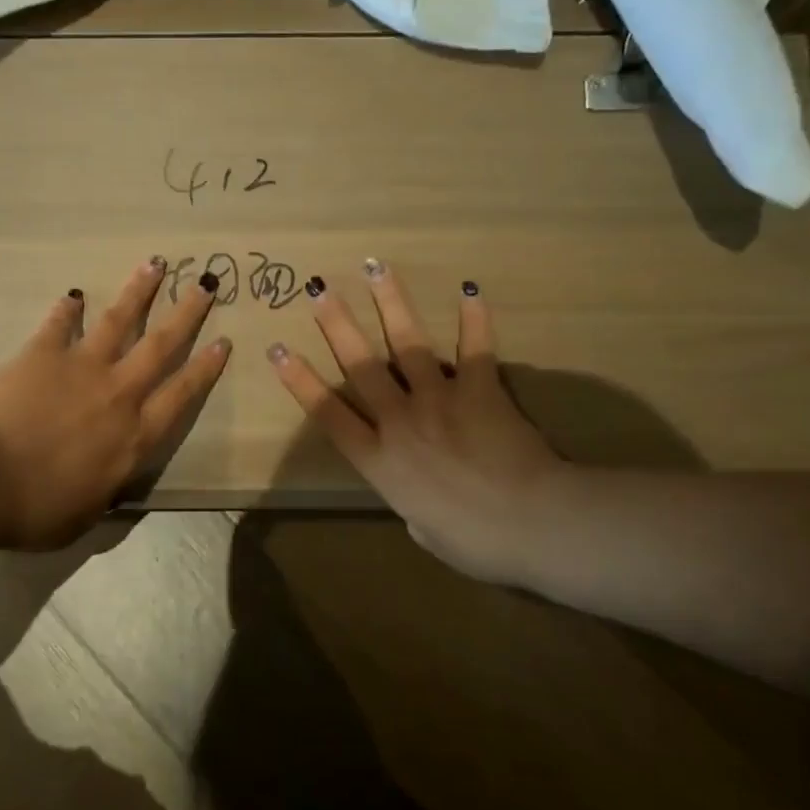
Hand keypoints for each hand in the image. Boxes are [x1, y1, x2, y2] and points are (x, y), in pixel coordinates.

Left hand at [0, 256, 231, 548]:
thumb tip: (110, 484)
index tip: (222, 341)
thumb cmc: (38, 509)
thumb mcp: (85, 516)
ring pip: (119, 321)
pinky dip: (66, 308)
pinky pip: (59, 324)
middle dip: (187, 313)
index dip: (204, 368)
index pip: (180, 395)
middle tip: (205, 284)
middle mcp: (118, 393)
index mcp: (134, 436)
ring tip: (155, 264)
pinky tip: (73, 293)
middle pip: (160, 345)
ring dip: (139, 291)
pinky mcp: (43, 353)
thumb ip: (104, 492)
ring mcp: (81, 367)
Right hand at [267, 261, 569, 582]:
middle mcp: (399, 420)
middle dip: (336, 323)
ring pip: (406, 343)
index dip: (299, 380)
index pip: (327, 413)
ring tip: (375, 266)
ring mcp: (437, 399)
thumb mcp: (427, 534)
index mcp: (379, 460)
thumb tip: (414, 500)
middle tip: (318, 288)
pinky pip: (474, 348)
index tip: (277, 349)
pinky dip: (473, 319)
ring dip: (390, 303)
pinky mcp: (478, 388)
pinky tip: (469, 289)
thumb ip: (409, 505)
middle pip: (360, 364)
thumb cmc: (476, 543)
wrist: (532, 524)